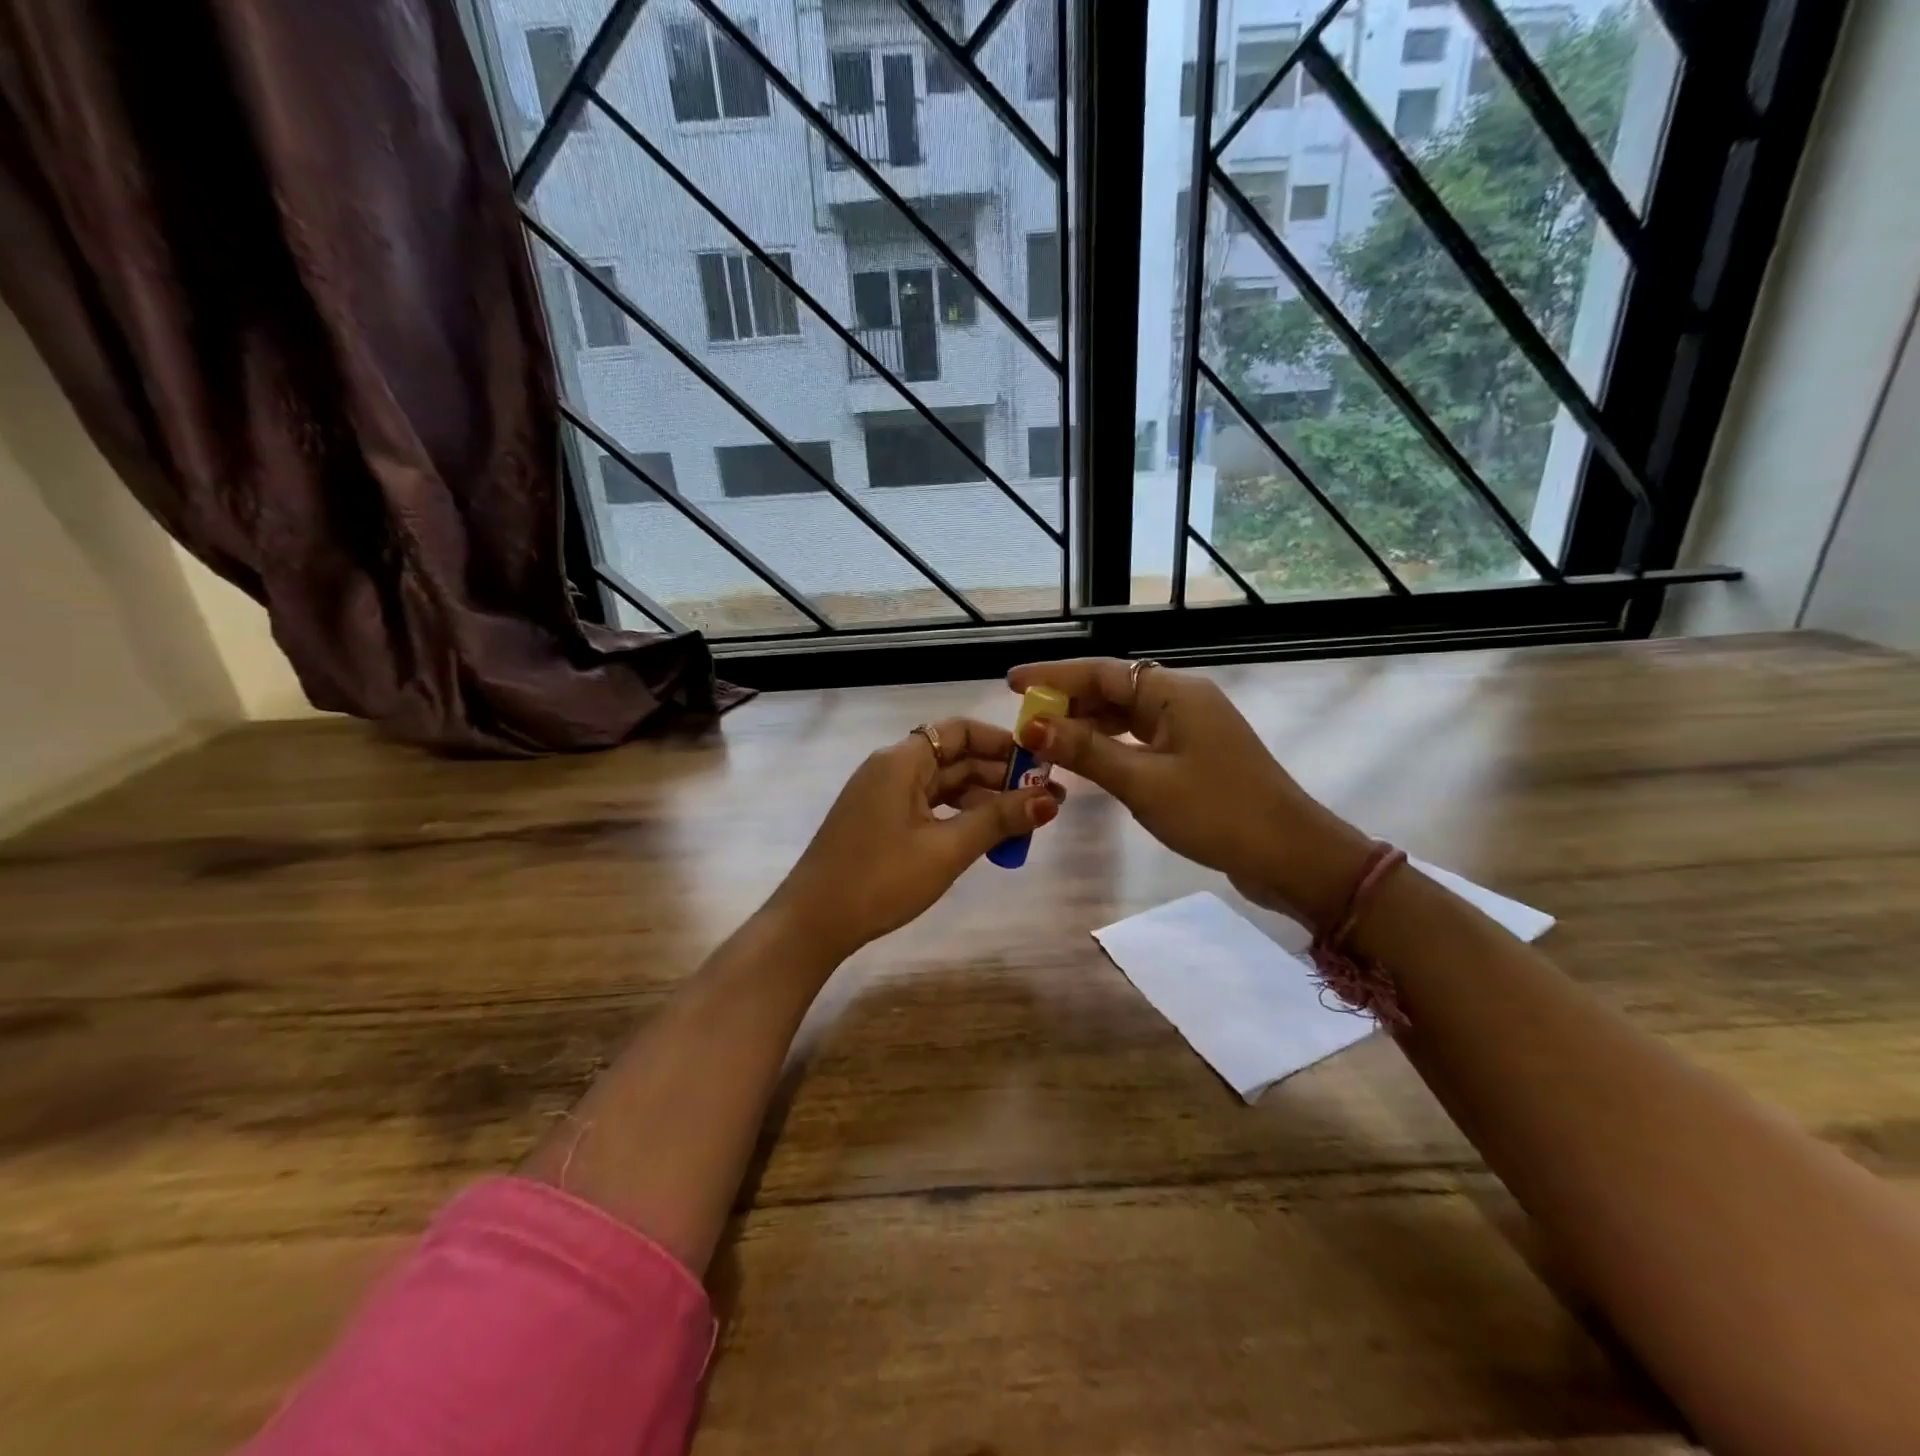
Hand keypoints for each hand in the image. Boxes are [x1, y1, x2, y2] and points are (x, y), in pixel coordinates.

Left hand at [770, 718, 1061, 961]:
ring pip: (944, 785)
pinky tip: (987, 837)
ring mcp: (883, 795)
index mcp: (902, 760)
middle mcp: (891, 768)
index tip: (1040, 763)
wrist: (813, 922)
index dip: (1002, 742)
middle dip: (1001, 775)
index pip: (960, 731)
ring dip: (983, 799)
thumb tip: (1049, 799)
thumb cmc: (880, 879)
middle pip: (954, 757)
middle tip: (1047, 798)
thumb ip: (998, 820)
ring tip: (1027, 822)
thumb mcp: (946, 850)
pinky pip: (928, 806)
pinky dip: (959, 816)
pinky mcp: (880, 820)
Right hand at [1006, 658, 1369, 925]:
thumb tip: (1031, 727)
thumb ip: (1086, 752)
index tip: (1012, 684)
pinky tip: (1085, 763)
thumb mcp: (1143, 783)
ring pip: (1126, 717)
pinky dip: (1110, 748)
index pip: (1102, 672)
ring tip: (1044, 746)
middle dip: (1067, 705)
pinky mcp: (1195, 755)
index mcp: (1174, 693)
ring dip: (1086, 729)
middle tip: (1023, 726)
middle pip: (1113, 691)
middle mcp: (1182, 700)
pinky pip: (1140, 740)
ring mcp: (1191, 728)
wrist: (1290, 856)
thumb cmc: (1216, 813)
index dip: (1053, 677)